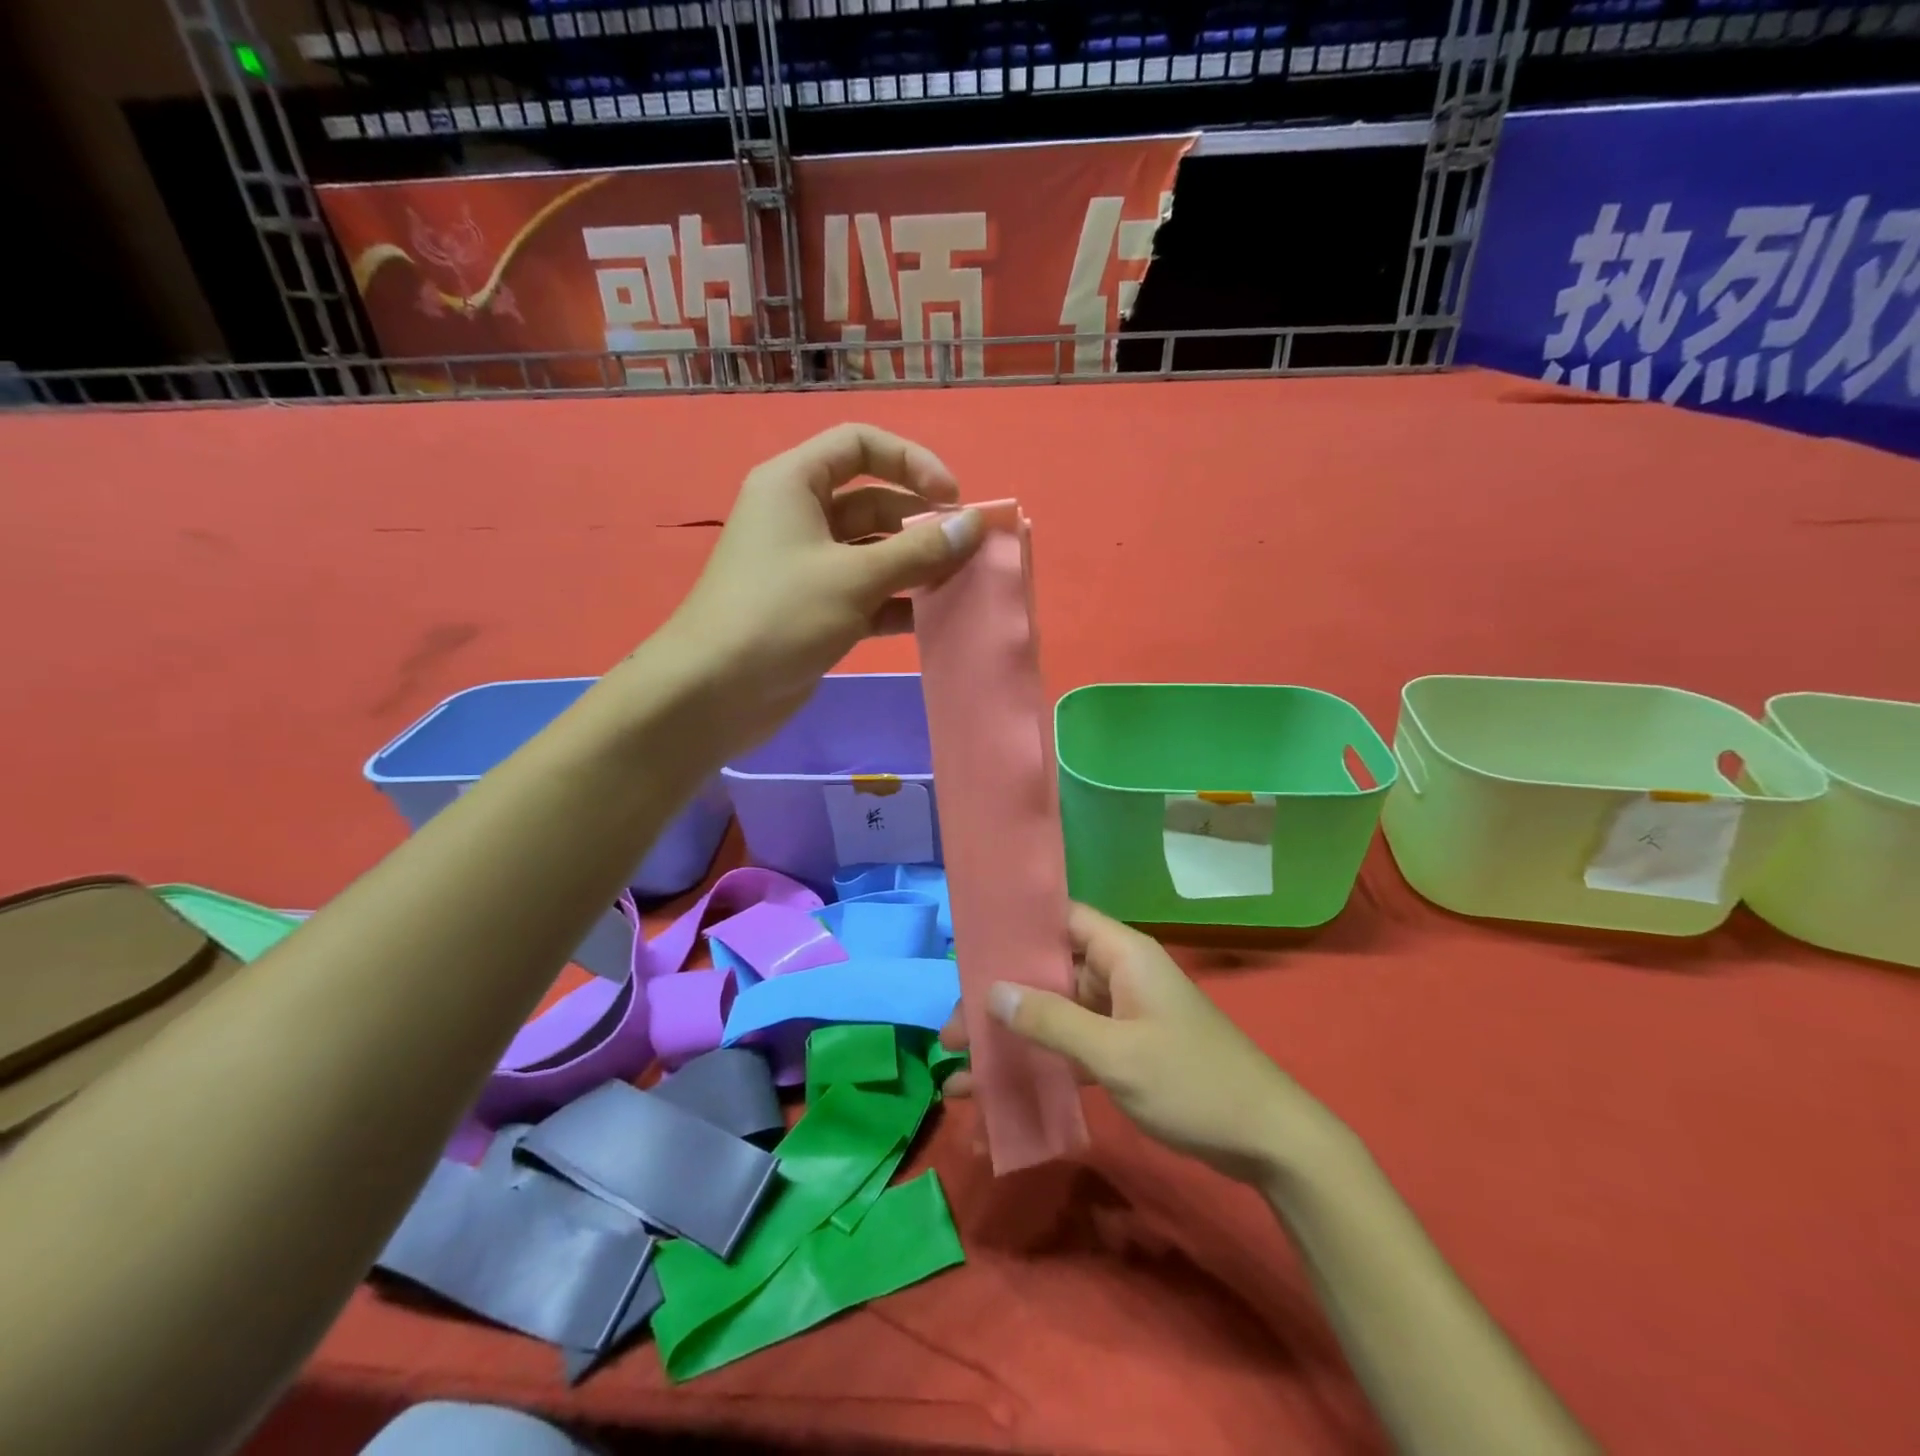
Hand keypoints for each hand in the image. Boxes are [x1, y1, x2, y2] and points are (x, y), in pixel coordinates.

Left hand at [639, 423, 982, 758]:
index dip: (911, 462)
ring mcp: (808, 567)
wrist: (714, 692)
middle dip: (921, 522)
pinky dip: (897, 602)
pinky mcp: (815, 610)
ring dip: (915, 565)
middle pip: (873, 502)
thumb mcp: (854, 577)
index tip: (951, 499)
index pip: (860, 445)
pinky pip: (866, 593)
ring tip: (960, 584)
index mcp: (796, 484)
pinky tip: (931, 619)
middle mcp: (801, 517)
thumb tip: (974, 524)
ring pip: (873, 552)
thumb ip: (919, 550)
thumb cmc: (780, 615)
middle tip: (966, 551)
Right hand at [942, 904, 1333, 1184]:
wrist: (1268, 1142)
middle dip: (999, 1001)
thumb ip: (1053, 1021)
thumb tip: (993, 991)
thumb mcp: (1117, 1054)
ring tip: (962, 1074)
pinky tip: (1004, 1096)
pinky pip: (1071, 1047)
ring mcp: (1121, 1014)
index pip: (1059, 920)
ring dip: (1013, 1041)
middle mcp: (1117, 974)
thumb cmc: (1193, 1083)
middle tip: (952, 1035)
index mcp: (1122, 953)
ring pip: (1054, 1014)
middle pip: (1047, 972)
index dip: (1014, 930)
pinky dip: (1040, 1065)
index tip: (967, 954)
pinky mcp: (1124, 1050)